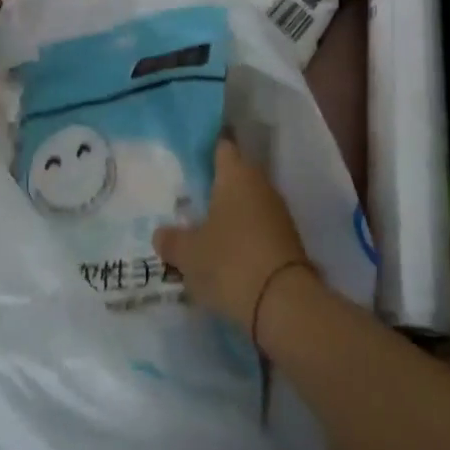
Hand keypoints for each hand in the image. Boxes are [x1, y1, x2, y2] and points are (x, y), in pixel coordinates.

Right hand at [154, 138, 312, 329]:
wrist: (284, 303)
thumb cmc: (229, 262)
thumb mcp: (188, 254)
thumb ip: (172, 240)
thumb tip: (161, 234)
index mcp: (237, 174)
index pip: (222, 147)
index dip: (206, 150)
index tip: (189, 159)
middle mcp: (261, 185)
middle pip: (235, 176)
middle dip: (214, 188)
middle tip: (188, 201)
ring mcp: (278, 212)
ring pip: (247, 204)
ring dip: (229, 215)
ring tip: (203, 232)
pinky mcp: (288, 240)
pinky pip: (258, 229)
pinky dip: (243, 237)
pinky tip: (225, 255)